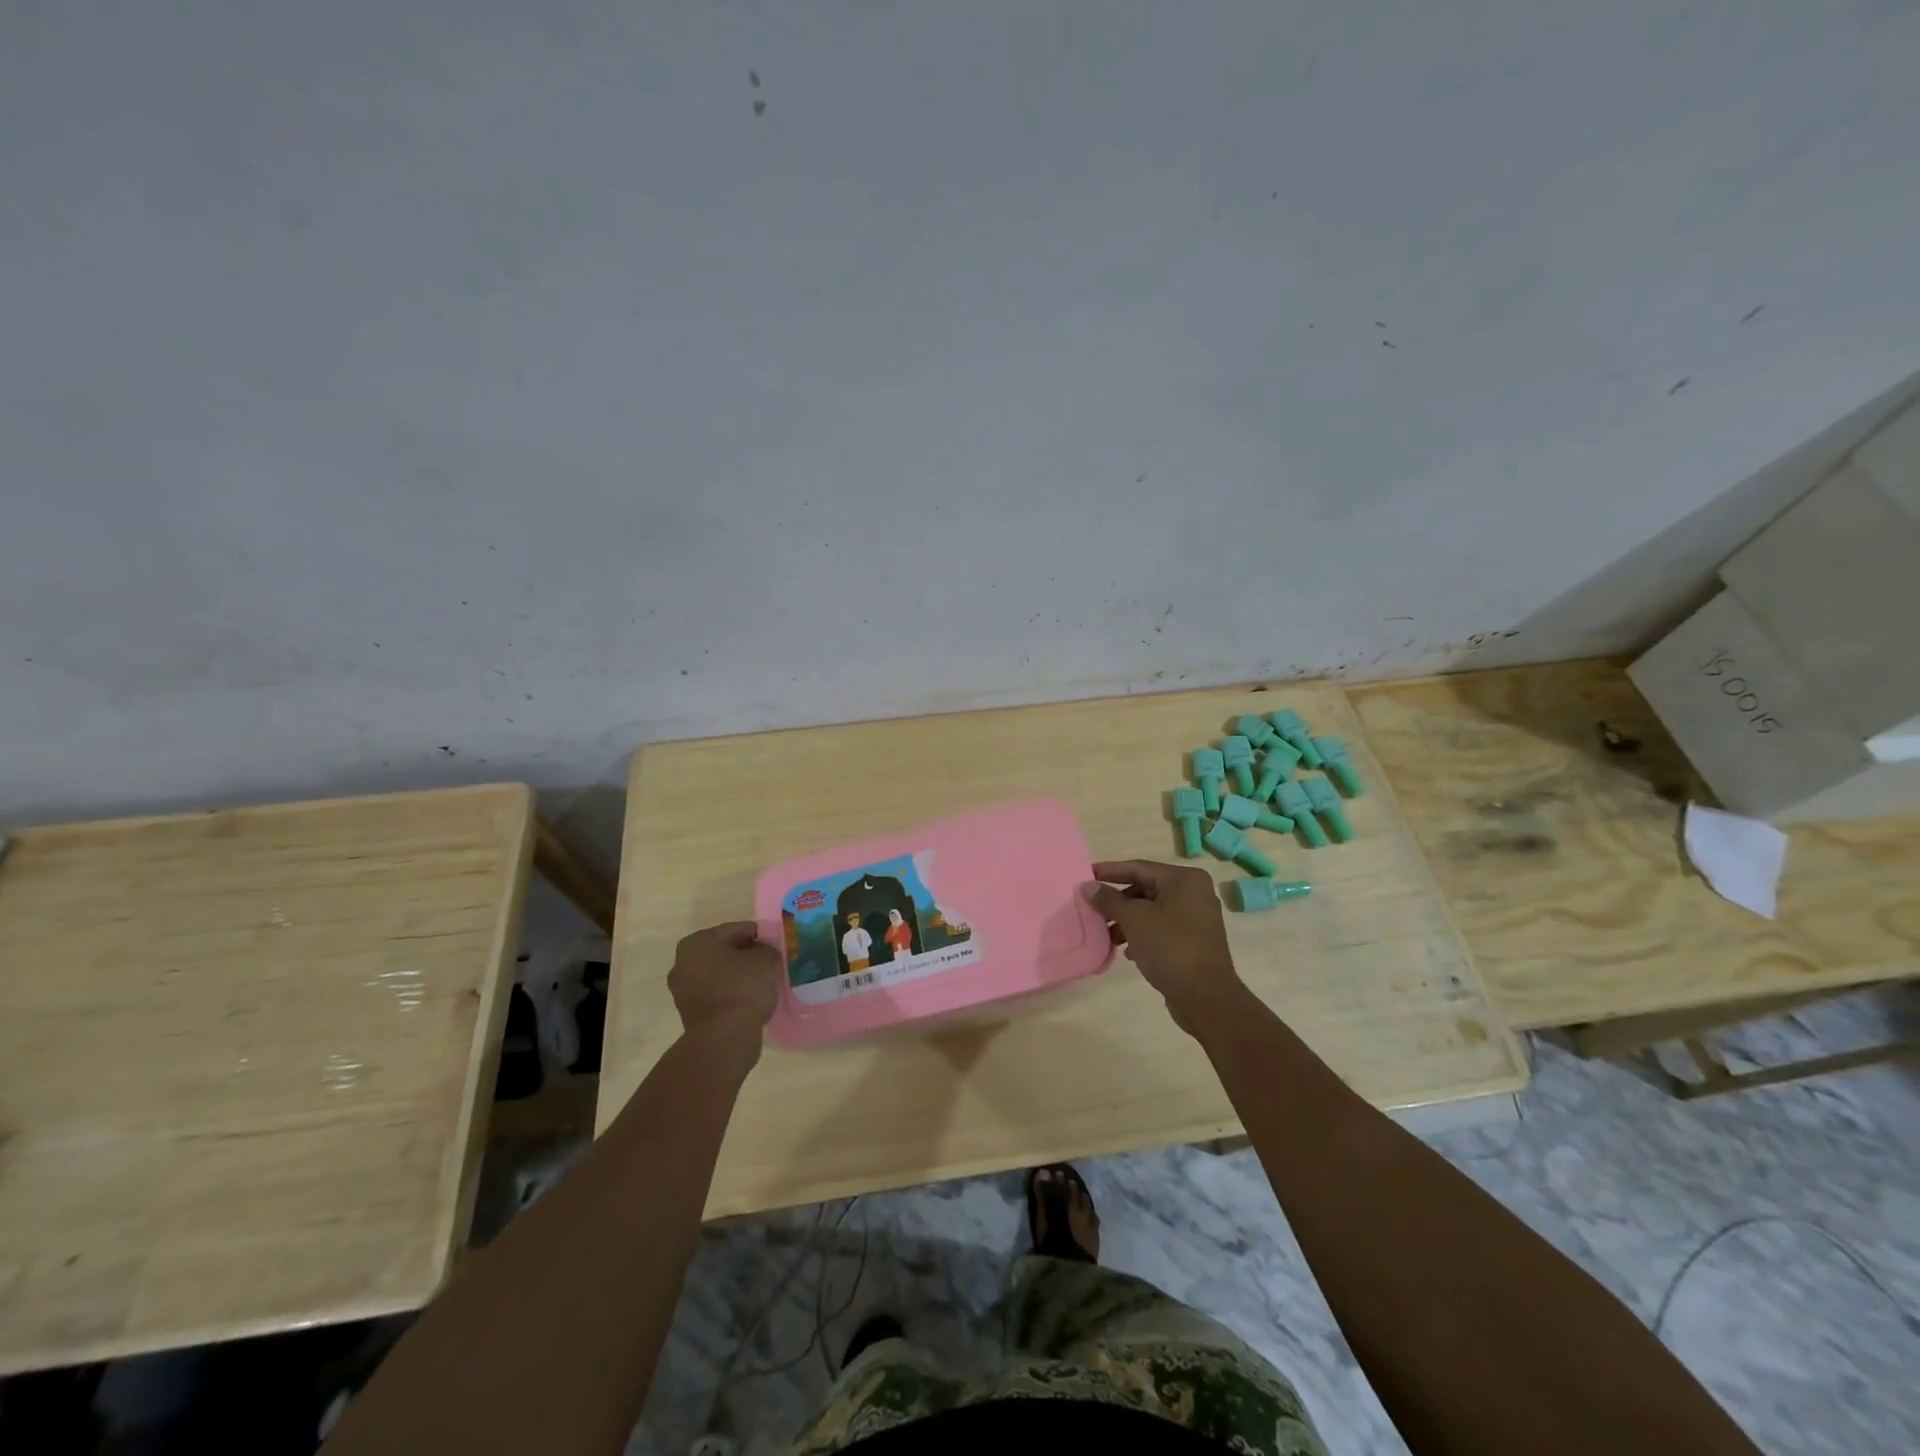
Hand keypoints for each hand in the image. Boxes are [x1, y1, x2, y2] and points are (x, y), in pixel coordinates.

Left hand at [667, 922, 782, 1054]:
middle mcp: (683, 962)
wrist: (724, 1039)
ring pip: (720, 973)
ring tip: (763, 982)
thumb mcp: (766, 959)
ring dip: (739, 975)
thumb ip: (767, 948)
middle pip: (725, 951)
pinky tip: (751, 999)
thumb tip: (763, 952)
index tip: (776, 945)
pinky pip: (717, 993)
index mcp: (698, 942)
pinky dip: (732, 993)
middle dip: (746, 955)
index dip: (760, 935)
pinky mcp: (690, 1012)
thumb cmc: (743, 989)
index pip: (737, 929)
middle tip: (770, 963)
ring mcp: (683, 989)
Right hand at [1086, 860, 1249, 1035]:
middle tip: (1092, 908)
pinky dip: (1142, 935)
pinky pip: (1161, 929)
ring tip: (1106, 934)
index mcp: (1185, 880)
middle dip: (1118, 901)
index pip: (1139, 868)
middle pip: (1146, 889)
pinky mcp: (1194, 942)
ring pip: (1152, 911)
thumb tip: (1088, 886)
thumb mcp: (1134, 919)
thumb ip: (1109, 900)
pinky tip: (1128, 952)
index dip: (1110, 871)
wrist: (1206, 997)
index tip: (1086, 875)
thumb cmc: (1170, 947)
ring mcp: (1196, 919)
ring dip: (1127, 921)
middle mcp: (1194, 894)